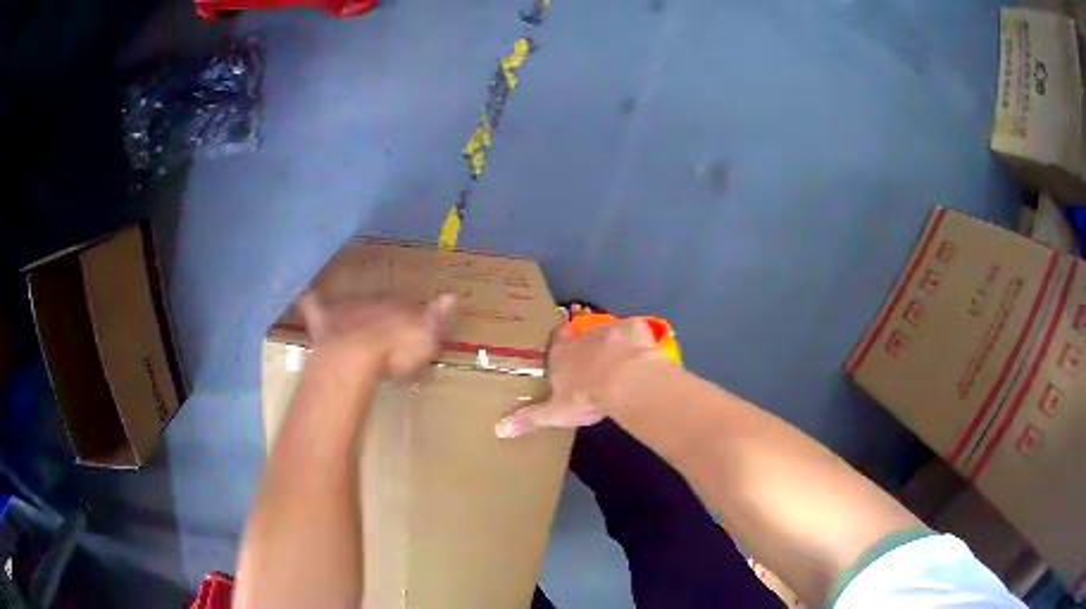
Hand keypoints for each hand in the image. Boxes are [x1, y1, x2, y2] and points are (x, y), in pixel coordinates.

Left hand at [298, 294, 455, 378]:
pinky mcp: (323, 320)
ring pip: (350, 303)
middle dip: (381, 315)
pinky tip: (304, 293)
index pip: (408, 311)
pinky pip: (313, 303)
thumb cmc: (393, 352)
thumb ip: (436, 319)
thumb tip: (451, 296)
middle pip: (379, 308)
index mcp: (399, 311)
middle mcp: (373, 304)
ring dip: (352, 307)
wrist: (354, 356)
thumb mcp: (425, 340)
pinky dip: (309, 297)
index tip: (416, 331)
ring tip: (353, 315)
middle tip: (384, 329)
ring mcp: (346, 311)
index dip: (412, 321)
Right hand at [495, 317, 664, 437]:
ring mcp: (609, 329)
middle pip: (582, 337)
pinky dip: (638, 340)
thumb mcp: (556, 413)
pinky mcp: (634, 328)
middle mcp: (582, 337)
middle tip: (595, 360)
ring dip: (613, 343)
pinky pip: (636, 331)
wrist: (625, 380)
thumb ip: (529, 418)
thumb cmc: (586, 396)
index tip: (566, 351)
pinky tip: (643, 352)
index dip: (561, 345)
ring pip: (609, 333)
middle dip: (588, 347)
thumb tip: (498, 430)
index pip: (555, 342)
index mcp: (560, 354)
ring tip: (621, 360)